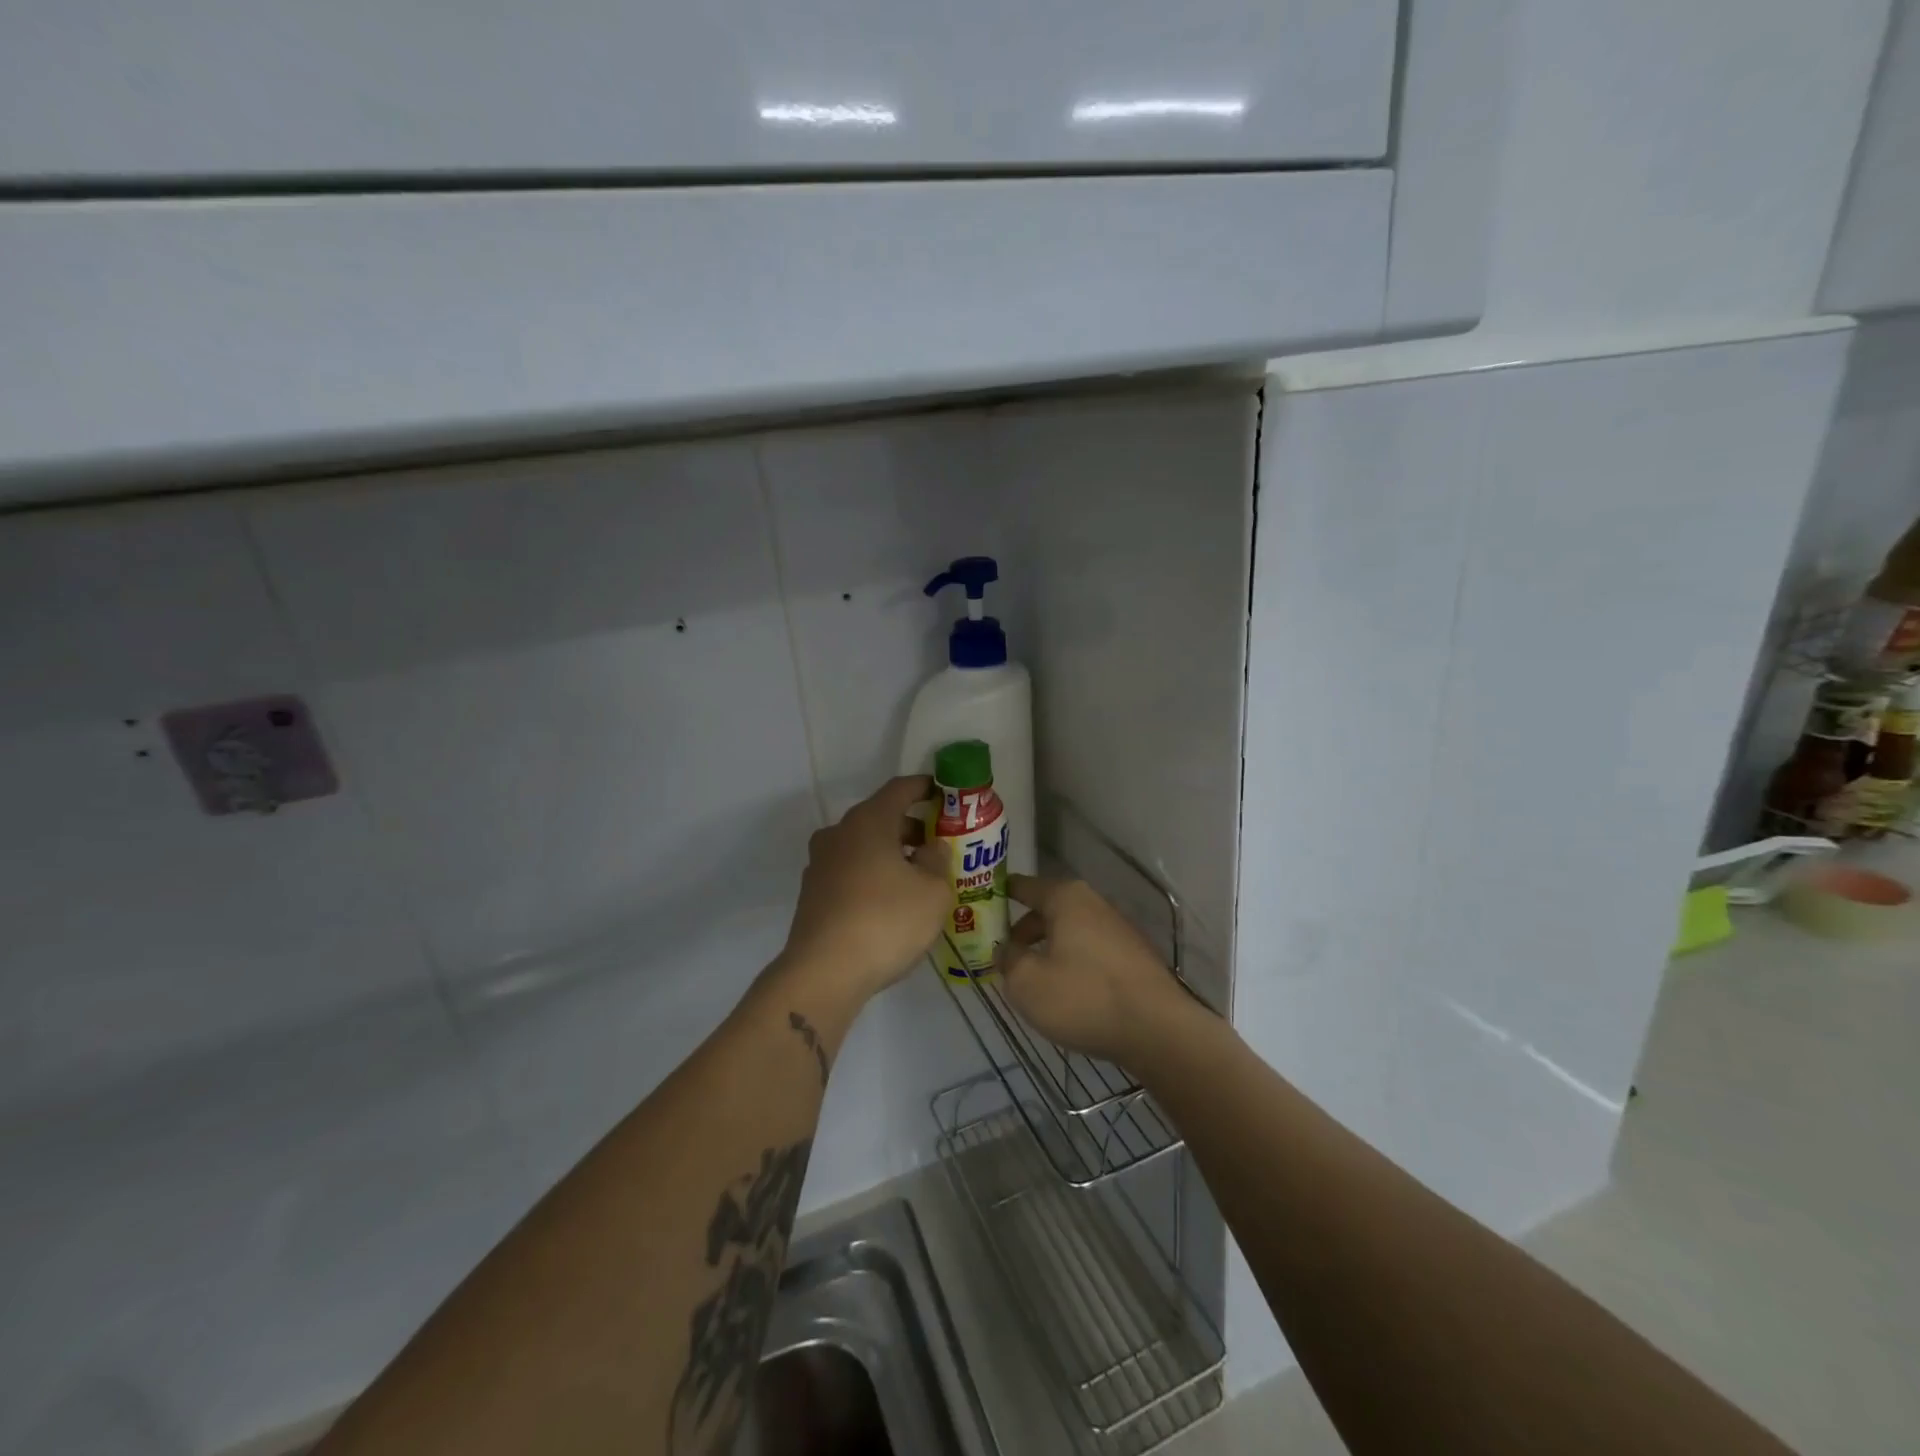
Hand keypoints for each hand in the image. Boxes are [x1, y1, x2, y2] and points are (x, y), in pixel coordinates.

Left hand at [778, 776, 950, 1005]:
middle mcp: (839, 834)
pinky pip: (850, 871)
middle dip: (911, 827)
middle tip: (940, 844)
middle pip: (880, 817)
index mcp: (868, 821)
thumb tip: (931, 847)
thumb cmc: (886, 921)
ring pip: (863, 846)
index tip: (945, 793)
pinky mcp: (812, 894)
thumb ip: (938, 861)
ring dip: (891, 853)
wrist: (823, 973)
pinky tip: (891, 902)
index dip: (925, 788)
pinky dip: (872, 875)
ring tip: (919, 877)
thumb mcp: (933, 892)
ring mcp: (820, 864)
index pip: (900, 789)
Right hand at [998, 874, 1195, 1067]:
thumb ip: (1007, 960)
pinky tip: (1067, 993)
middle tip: (1003, 955)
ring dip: (1048, 950)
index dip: (1000, 895)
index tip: (980, 905)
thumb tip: (1005, 950)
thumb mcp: (1026, 982)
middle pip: (1048, 910)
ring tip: (1032, 980)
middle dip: (1023, 931)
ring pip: (1070, 933)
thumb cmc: (1083, 997)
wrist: (1157, 1030)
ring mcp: (1119, 929)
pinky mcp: (1134, 957)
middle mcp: (1094, 903)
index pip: (1024, 886)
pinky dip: (1073, 964)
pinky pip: (1090, 952)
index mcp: (1066, 898)